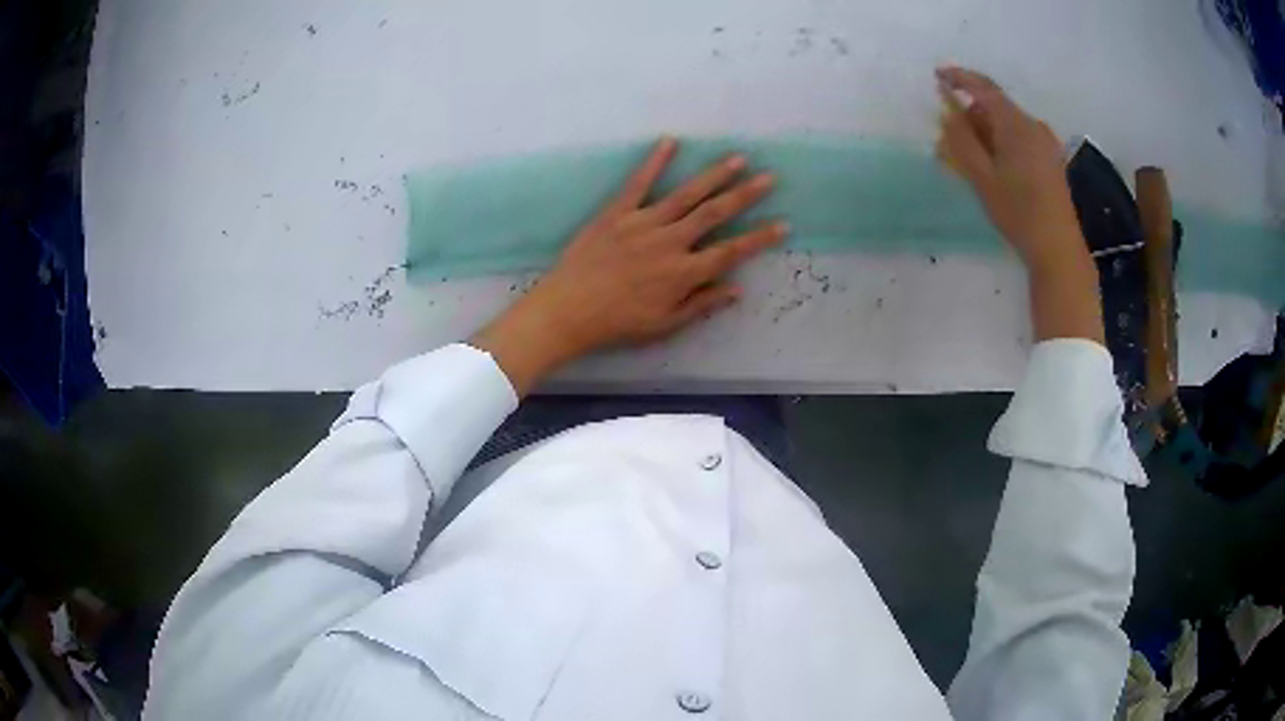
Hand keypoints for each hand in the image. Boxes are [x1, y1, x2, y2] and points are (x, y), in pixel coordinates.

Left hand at [473, 137, 786, 394]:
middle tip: (769, 178)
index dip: (759, 238)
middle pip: (714, 214)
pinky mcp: (617, 213)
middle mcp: (670, 242)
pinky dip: (654, 162)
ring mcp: (643, 223)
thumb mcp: (664, 325)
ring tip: (737, 159)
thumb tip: (737, 290)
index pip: (731, 252)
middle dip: (745, 195)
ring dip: (713, 176)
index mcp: (683, 273)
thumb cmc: (618, 323)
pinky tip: (670, 142)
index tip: (782, 224)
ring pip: (686, 195)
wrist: (568, 310)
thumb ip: (701, 305)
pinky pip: (638, 183)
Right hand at [936, 66, 1103, 343]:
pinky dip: (1000, 144)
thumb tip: (947, 110)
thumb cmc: (1018, 212)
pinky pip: (1019, 139)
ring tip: (968, 162)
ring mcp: (1045, 143)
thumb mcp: (981, 176)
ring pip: (1006, 125)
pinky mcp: (1051, 160)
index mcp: (1016, 124)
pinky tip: (993, 168)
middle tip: (948, 143)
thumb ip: (961, 139)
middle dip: (969, 117)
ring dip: (984, 134)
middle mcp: (1033, 125)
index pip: (983, 87)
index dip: (959, 78)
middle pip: (994, 108)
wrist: (1058, 249)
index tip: (937, 76)